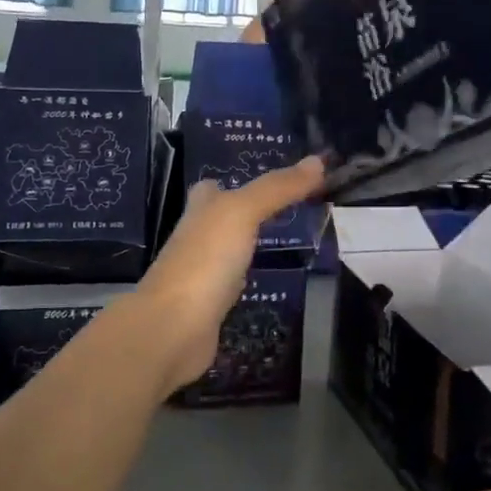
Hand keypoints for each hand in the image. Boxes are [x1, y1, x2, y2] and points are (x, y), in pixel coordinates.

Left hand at [132, 156, 325, 391]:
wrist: (172, 329)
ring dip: (248, 248)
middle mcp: (196, 239)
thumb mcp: (242, 212)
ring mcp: (200, 276)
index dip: (234, 182)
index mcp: (199, 211)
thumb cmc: (205, 260)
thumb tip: (318, 160)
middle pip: (220, 220)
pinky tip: (265, 283)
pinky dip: (246, 282)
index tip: (271, 182)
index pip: (213, 189)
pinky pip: (231, 287)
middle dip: (244, 215)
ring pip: (227, 254)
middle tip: (288, 210)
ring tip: (286, 242)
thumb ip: (277, 188)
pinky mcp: (208, 309)